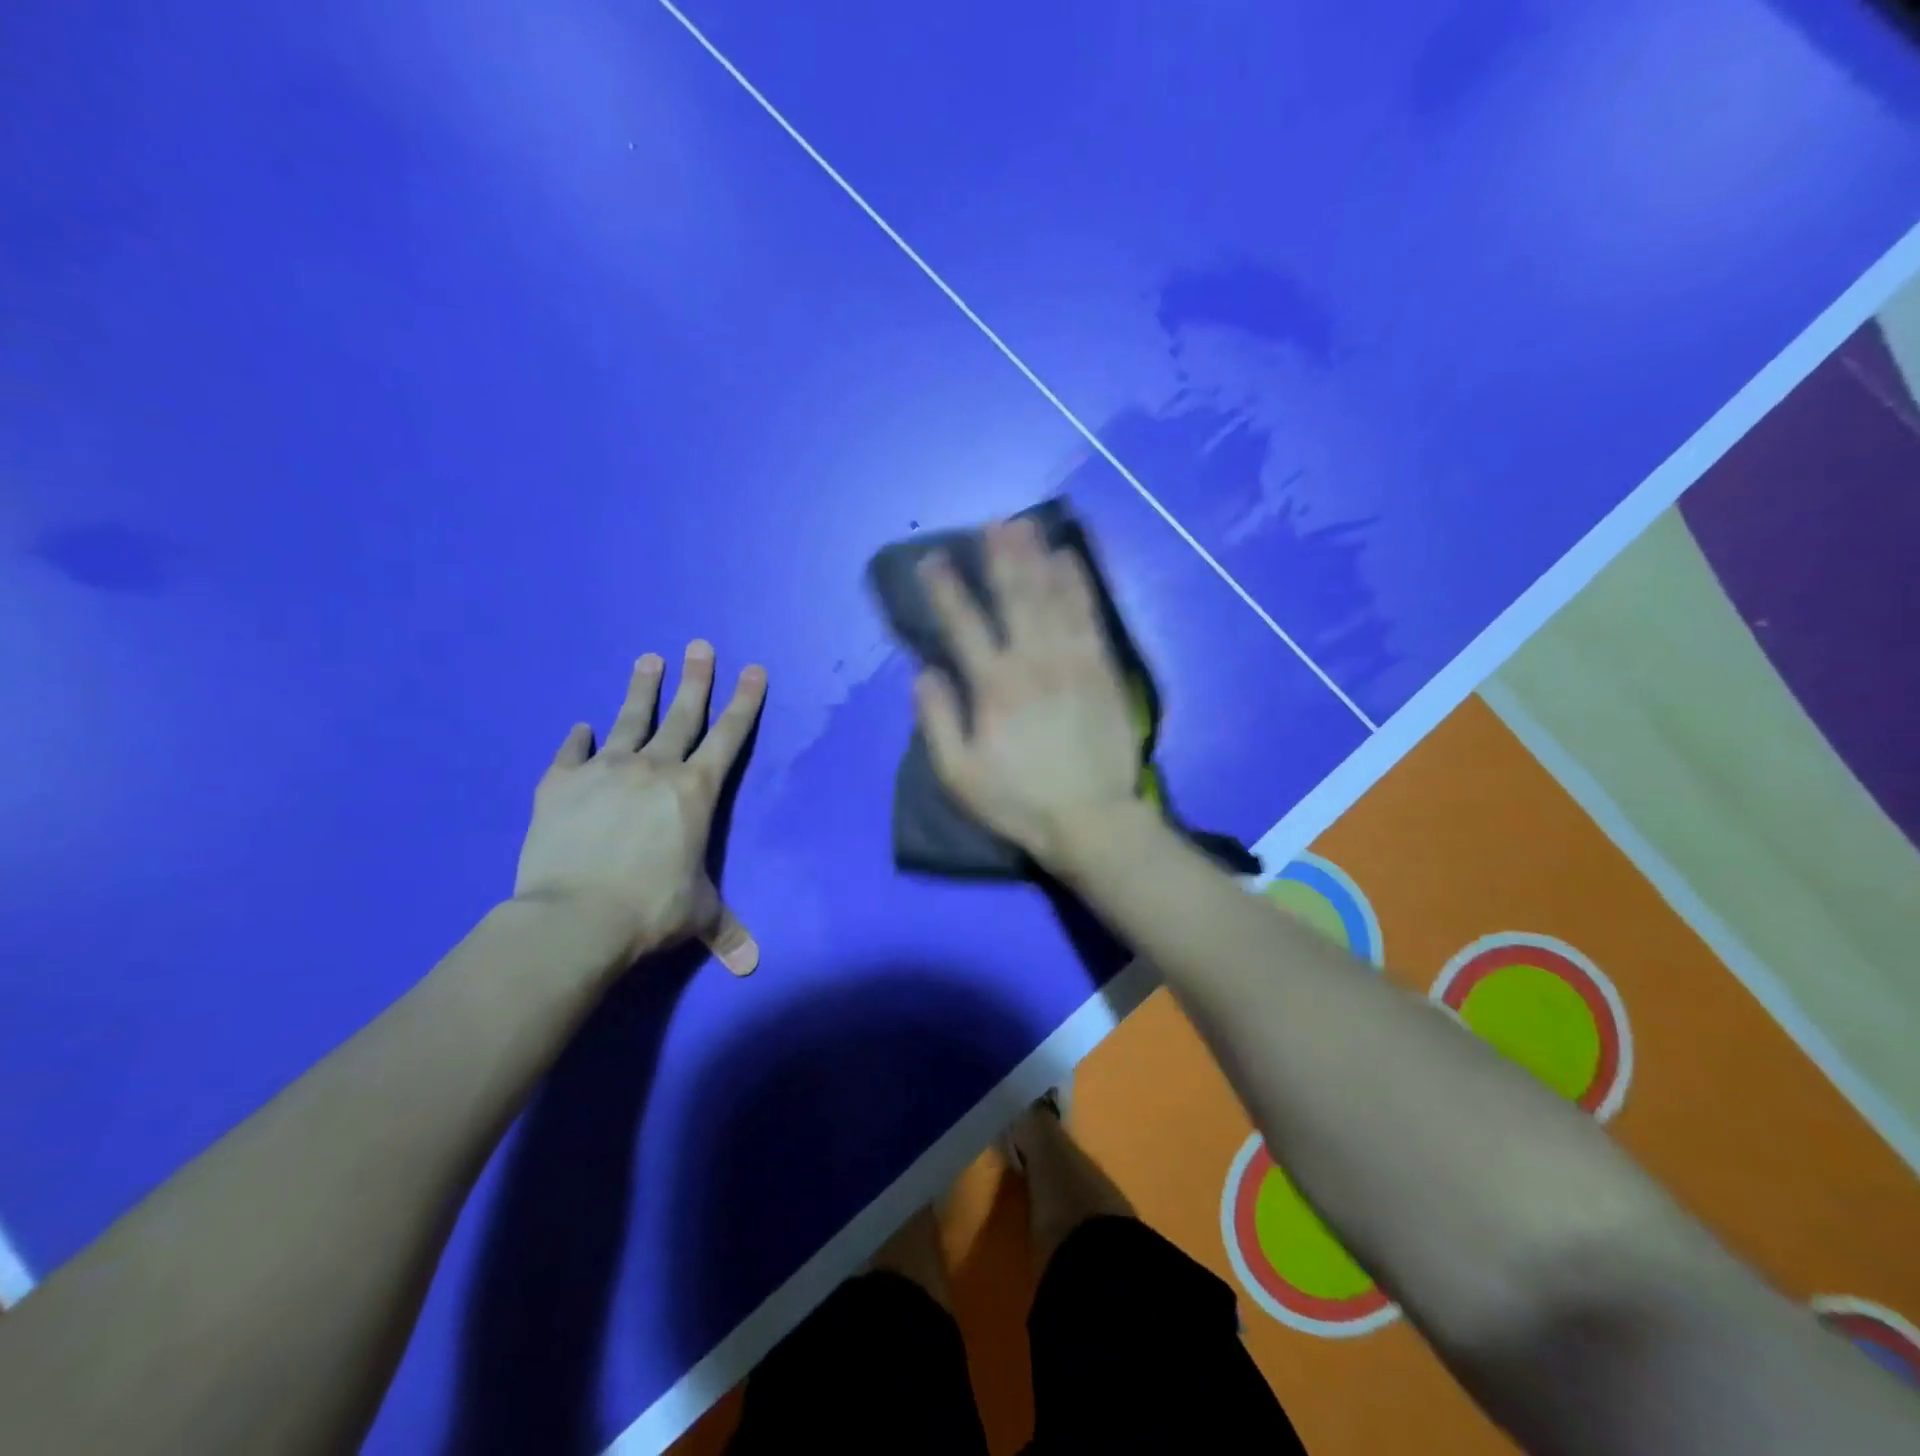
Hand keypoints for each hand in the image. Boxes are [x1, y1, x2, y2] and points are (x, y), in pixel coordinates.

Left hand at [514, 641, 766, 974]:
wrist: (573, 918)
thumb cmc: (650, 910)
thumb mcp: (698, 916)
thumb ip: (726, 930)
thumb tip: (751, 966)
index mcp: (694, 791)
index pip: (727, 737)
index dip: (744, 702)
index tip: (753, 669)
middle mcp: (653, 769)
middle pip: (680, 715)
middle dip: (696, 679)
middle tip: (700, 645)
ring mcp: (603, 771)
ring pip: (627, 721)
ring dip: (640, 690)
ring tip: (648, 659)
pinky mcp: (559, 785)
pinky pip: (570, 755)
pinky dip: (575, 741)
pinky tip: (577, 728)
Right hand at [914, 520, 1142, 866]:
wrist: (1092, 820)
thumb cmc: (1018, 802)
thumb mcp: (959, 774)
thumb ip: (938, 721)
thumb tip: (924, 673)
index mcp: (994, 687)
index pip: (963, 625)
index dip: (946, 589)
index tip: (932, 559)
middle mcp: (1033, 662)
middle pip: (1014, 597)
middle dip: (1000, 557)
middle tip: (993, 523)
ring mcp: (1073, 662)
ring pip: (1053, 598)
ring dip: (1037, 558)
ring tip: (1026, 527)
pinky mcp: (1103, 671)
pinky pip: (1090, 617)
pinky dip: (1079, 585)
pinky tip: (1070, 560)